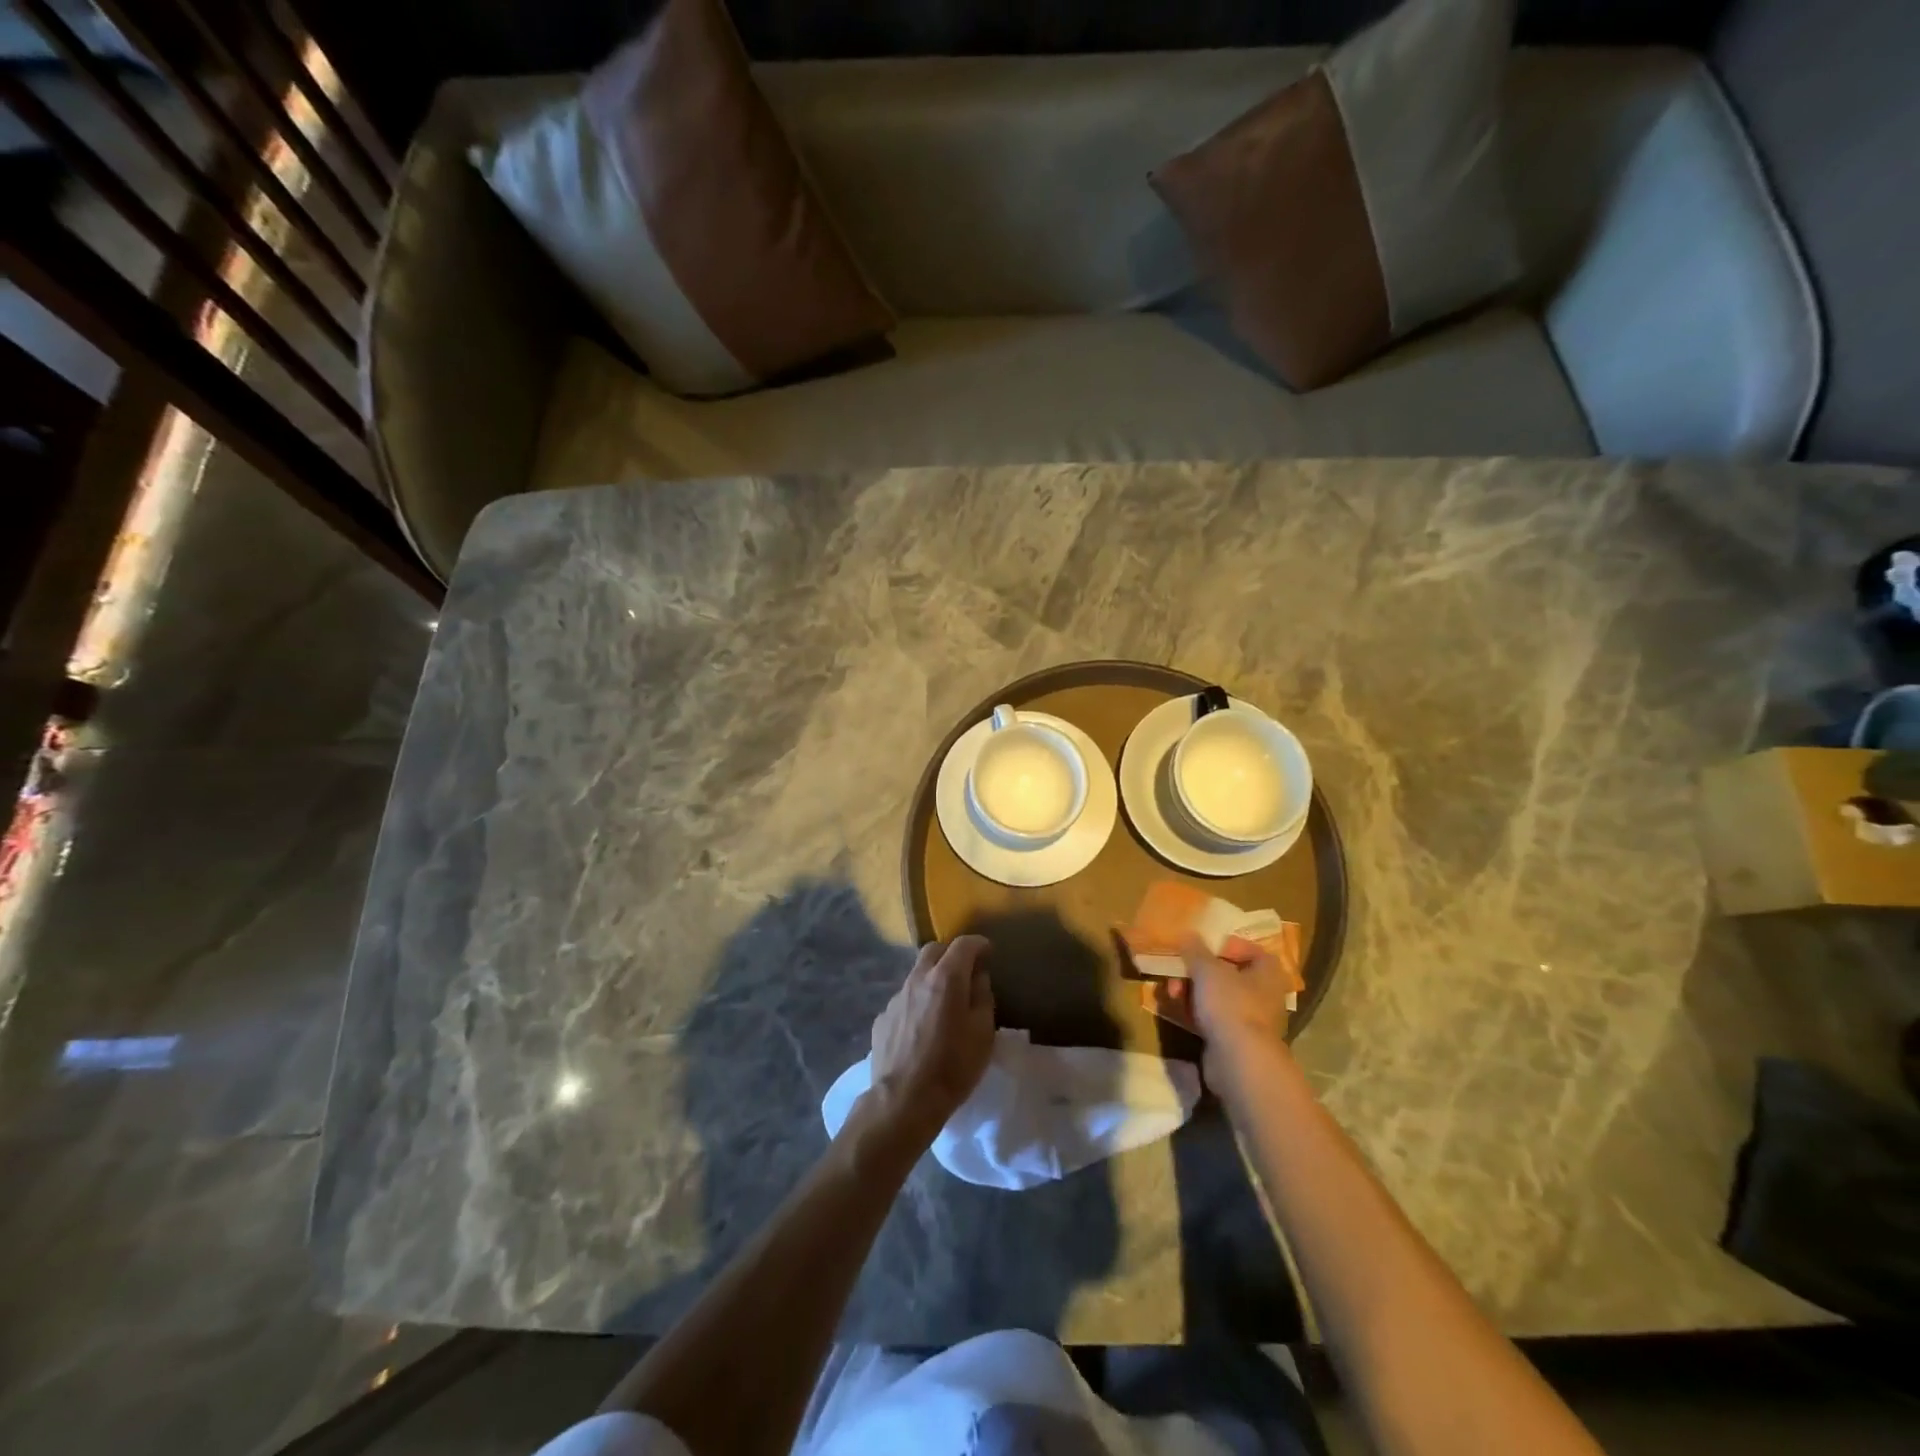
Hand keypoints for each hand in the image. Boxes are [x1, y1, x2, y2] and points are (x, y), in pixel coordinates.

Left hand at [865, 936, 994, 1142]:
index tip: (988, 953)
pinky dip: (917, 1003)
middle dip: (951, 955)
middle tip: (965, 973)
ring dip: (932, 980)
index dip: (978, 945)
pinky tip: (922, 1029)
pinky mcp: (882, 1018)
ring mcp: (896, 998)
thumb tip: (978, 977)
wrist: (904, 1100)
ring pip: (916, 974)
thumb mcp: (983, 1033)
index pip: (963, 944)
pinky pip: (904, 1000)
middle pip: (934, 950)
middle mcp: (917, 979)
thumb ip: (982, 997)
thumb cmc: (953, 1067)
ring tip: (943, 1005)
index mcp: (946, 978)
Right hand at [1176, 935, 1291, 1083]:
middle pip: (1228, 974)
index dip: (1226, 946)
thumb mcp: (1207, 969)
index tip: (1202, 948)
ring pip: (1218, 997)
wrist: (1238, 1060)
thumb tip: (1188, 934)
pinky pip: (1213, 1019)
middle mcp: (1265, 995)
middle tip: (1177, 971)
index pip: (1251, 950)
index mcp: (1268, 972)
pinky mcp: (1236, 1041)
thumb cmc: (1230, 1004)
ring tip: (1172, 993)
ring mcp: (1251, 1020)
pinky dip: (1196, 1013)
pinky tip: (1177, 1011)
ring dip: (1192, 992)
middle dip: (1198, 971)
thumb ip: (1195, 950)